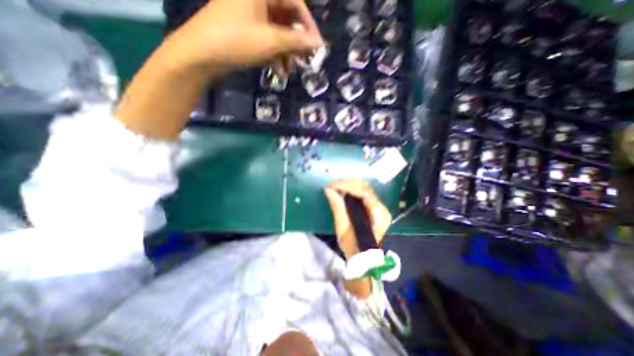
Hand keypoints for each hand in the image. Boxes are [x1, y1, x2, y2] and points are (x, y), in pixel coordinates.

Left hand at [158, 0, 321, 73]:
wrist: (201, 54)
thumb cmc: (237, 41)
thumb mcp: (271, 41)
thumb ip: (297, 41)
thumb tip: (318, 44)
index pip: (295, 2)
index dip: (309, 26)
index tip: (317, 46)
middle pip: (287, 18)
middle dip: (297, 43)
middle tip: (305, 60)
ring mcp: (250, 13)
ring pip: (278, 31)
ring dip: (287, 52)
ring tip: (289, 71)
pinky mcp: (246, 28)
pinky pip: (268, 38)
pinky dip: (276, 54)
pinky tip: (279, 69)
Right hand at [327, 181, 392, 258]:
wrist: (363, 259)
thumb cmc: (353, 247)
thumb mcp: (343, 229)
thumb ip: (338, 207)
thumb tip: (328, 190)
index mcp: (379, 214)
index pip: (364, 192)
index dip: (347, 186)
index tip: (331, 186)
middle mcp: (382, 208)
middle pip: (365, 187)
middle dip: (346, 184)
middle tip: (331, 186)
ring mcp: (379, 207)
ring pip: (364, 188)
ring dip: (348, 185)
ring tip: (334, 188)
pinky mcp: (373, 208)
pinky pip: (362, 193)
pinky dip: (351, 190)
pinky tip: (341, 191)